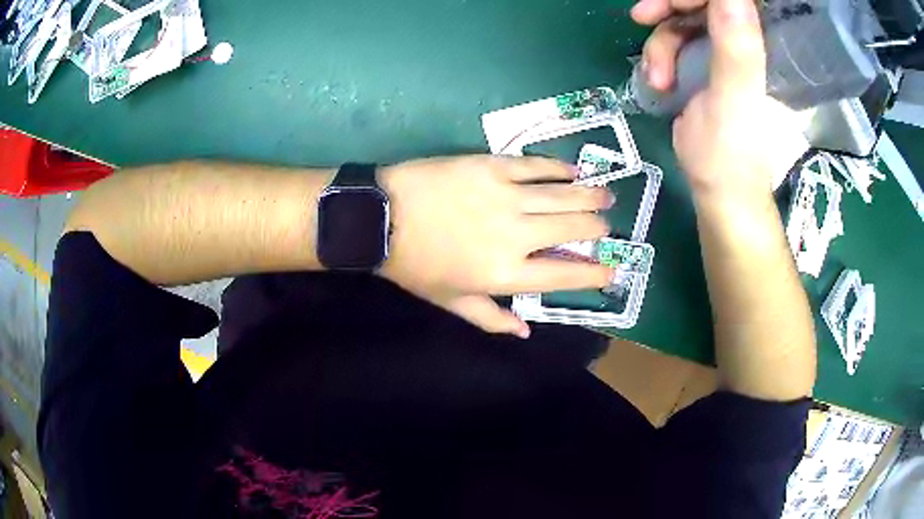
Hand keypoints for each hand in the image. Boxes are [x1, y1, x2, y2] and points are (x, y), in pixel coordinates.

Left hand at [379, 156, 614, 337]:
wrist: (381, 217)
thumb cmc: (414, 265)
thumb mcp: (451, 301)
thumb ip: (492, 319)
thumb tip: (526, 332)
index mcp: (507, 274)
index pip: (566, 275)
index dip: (595, 273)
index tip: (612, 270)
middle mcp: (517, 235)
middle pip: (575, 229)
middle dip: (599, 229)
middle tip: (606, 227)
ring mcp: (507, 196)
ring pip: (565, 195)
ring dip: (592, 196)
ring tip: (608, 196)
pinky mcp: (493, 166)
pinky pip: (537, 166)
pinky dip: (560, 169)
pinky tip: (575, 171)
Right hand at [632, 0, 807, 200]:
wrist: (720, 192)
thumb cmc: (733, 156)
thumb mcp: (734, 101)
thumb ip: (737, 48)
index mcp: (766, 47)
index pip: (736, 0)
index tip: (673, 3)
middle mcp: (747, 42)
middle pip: (704, 2)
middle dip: (670, 7)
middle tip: (643, 17)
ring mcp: (726, 52)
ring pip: (683, 18)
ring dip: (661, 43)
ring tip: (658, 78)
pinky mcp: (707, 64)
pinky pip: (675, 39)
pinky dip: (660, 56)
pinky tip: (658, 81)